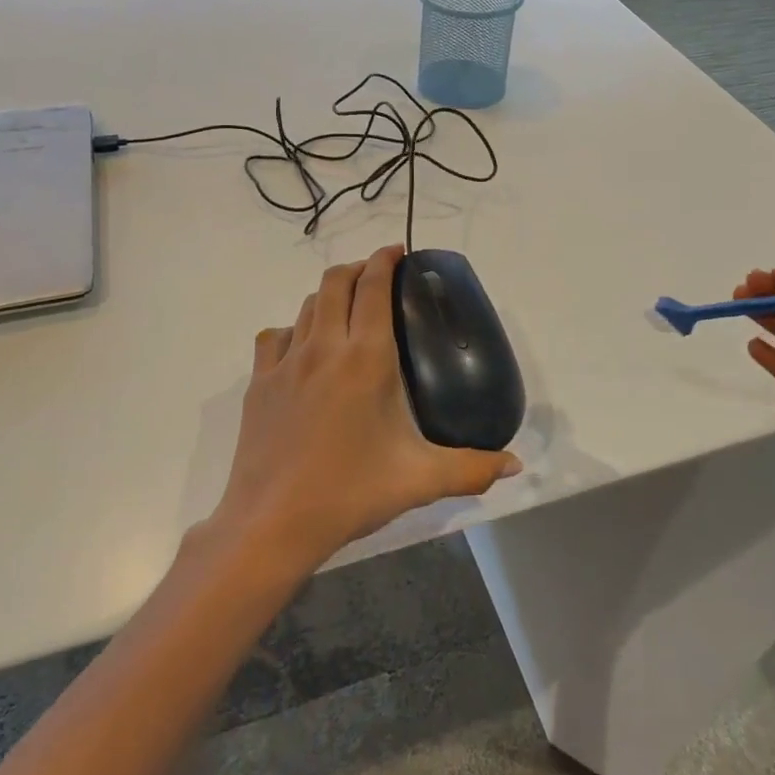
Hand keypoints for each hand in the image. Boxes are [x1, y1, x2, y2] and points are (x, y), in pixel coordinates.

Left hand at [212, 244, 521, 574]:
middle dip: (357, 268)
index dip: (385, 260)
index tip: (398, 252)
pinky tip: (301, 348)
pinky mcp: (258, 382)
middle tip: (376, 276)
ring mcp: (286, 362)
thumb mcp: (420, 480)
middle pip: (335, 282)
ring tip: (344, 307)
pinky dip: (292, 329)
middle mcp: (324, 347)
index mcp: (366, 358)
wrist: (273, 523)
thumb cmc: (351, 493)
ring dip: (327, 295)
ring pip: (305, 306)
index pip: (373, 288)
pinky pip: (273, 337)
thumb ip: (472, 468)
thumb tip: (516, 465)